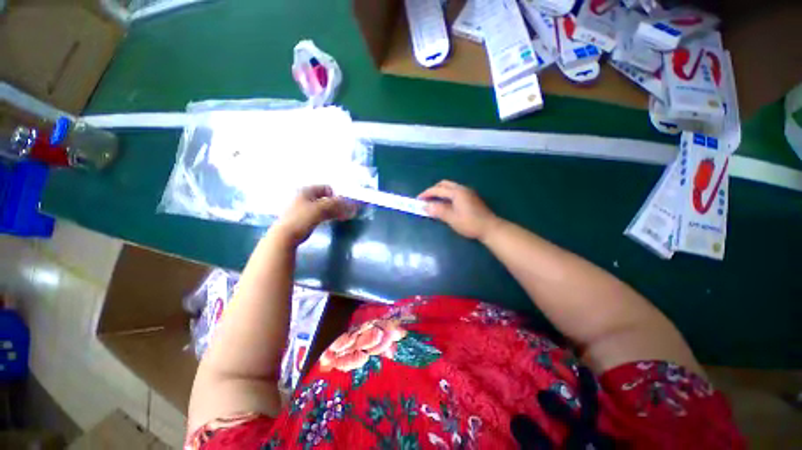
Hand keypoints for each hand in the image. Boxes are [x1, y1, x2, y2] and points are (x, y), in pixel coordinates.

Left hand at [271, 186, 356, 244]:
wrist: (285, 236)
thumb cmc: (302, 218)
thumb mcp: (321, 208)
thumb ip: (337, 205)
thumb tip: (353, 205)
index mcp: (307, 191)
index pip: (327, 188)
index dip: (337, 195)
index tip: (344, 205)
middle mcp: (305, 197)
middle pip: (326, 198)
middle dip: (337, 204)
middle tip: (347, 212)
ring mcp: (304, 208)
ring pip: (323, 207)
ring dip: (334, 211)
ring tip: (342, 218)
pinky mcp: (304, 218)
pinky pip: (320, 214)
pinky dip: (328, 216)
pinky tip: (332, 221)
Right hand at [417, 180, 501, 240]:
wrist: (490, 228)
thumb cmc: (470, 223)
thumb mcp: (451, 218)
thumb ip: (438, 211)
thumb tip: (425, 206)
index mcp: (457, 192)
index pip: (438, 189)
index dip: (427, 194)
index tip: (418, 200)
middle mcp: (462, 189)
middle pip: (444, 184)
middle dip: (433, 190)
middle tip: (426, 199)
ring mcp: (468, 192)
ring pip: (450, 187)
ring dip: (440, 192)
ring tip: (433, 202)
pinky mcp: (471, 197)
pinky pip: (455, 192)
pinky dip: (446, 195)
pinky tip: (445, 204)